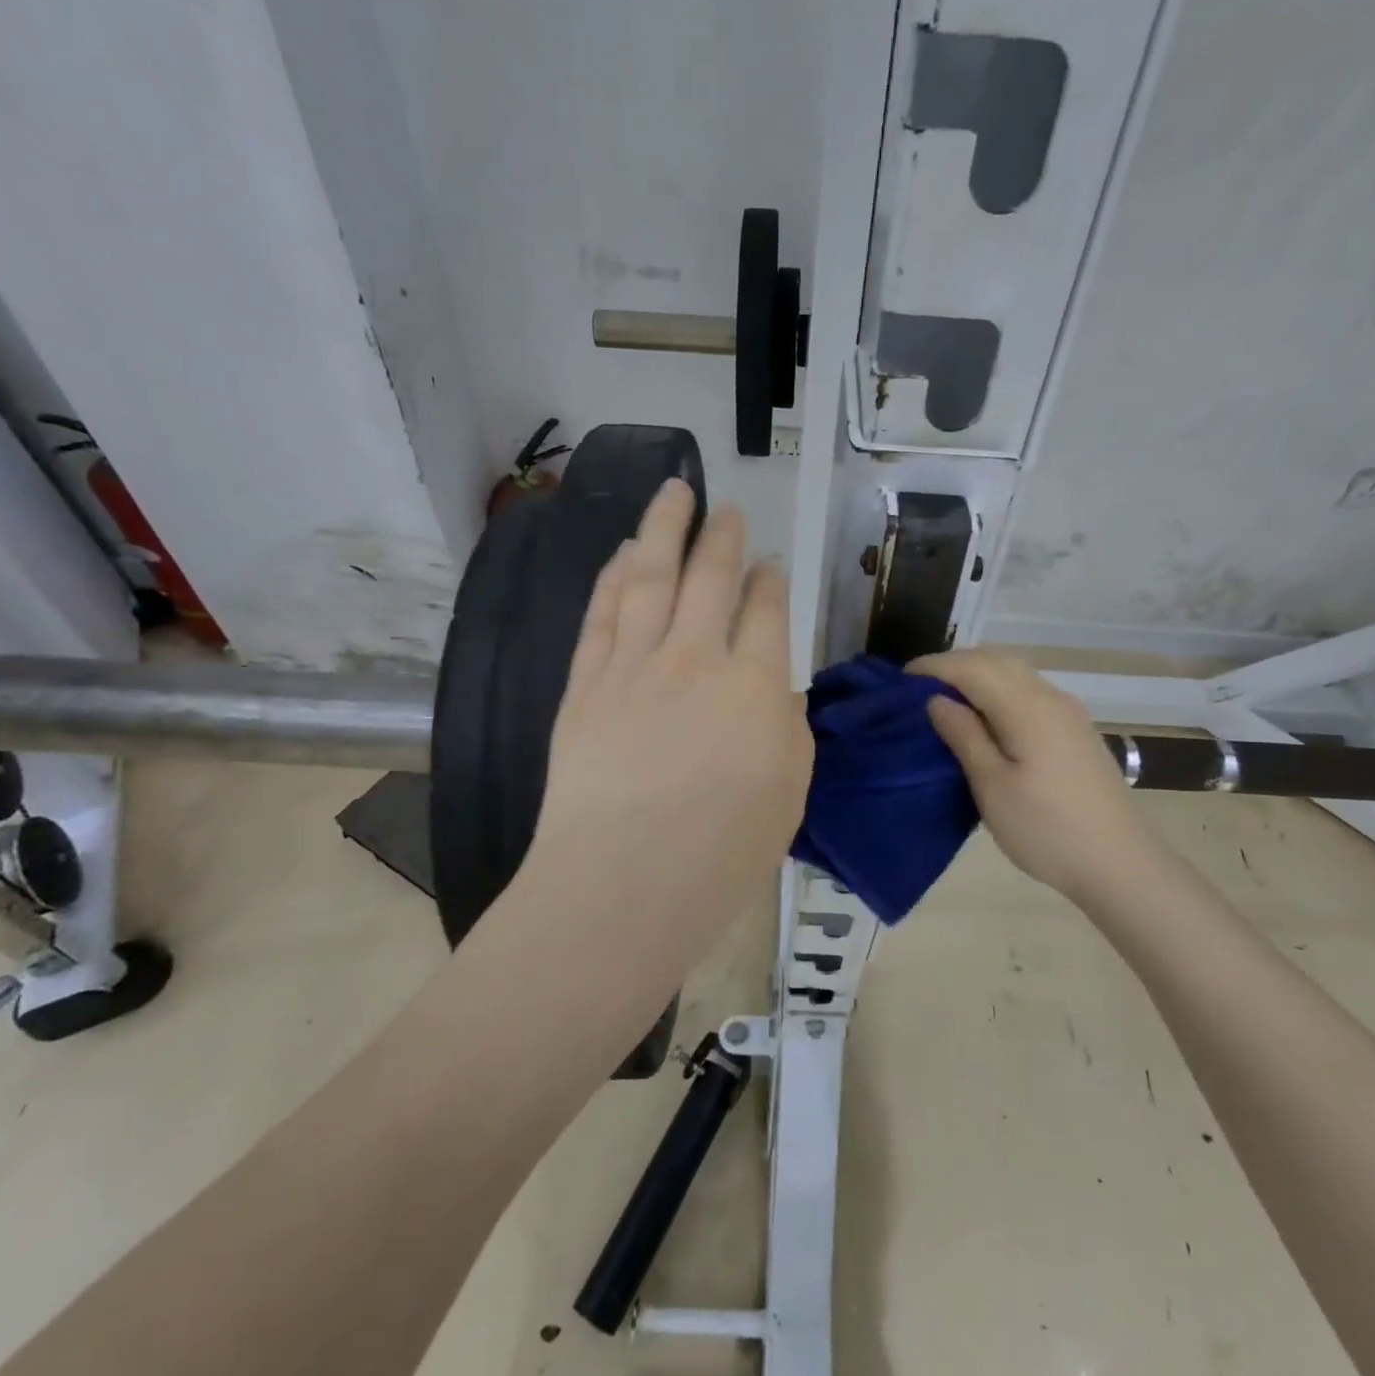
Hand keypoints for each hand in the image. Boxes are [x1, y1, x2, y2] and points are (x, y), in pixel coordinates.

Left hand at [524, 481, 812, 929]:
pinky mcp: (586, 682)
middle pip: (710, 576)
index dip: (768, 580)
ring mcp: (634, 664)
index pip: (765, 610)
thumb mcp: (789, 788)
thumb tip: (769, 687)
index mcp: (755, 684)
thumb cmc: (723, 851)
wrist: (624, 883)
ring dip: (664, 528)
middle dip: (721, 536)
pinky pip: (602, 612)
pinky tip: (623, 552)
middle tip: (727, 508)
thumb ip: (784, 723)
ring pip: (651, 576)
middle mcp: (696, 656)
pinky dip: (614, 575)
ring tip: (673, 492)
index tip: (767, 565)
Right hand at [911, 649, 1162, 902]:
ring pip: (1014, 674)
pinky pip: (1028, 693)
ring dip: (977, 678)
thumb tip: (937, 700)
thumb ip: (963, 735)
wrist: (1121, 864)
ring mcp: (1067, 712)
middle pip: (995, 661)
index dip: (933, 667)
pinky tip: (985, 719)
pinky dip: (998, 692)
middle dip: (953, 667)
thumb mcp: (992, 786)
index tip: (900, 681)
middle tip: (917, 691)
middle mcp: (1050, 697)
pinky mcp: (1075, 730)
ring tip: (945, 703)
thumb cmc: (1047, 829)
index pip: (972, 667)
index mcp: (1027, 706)